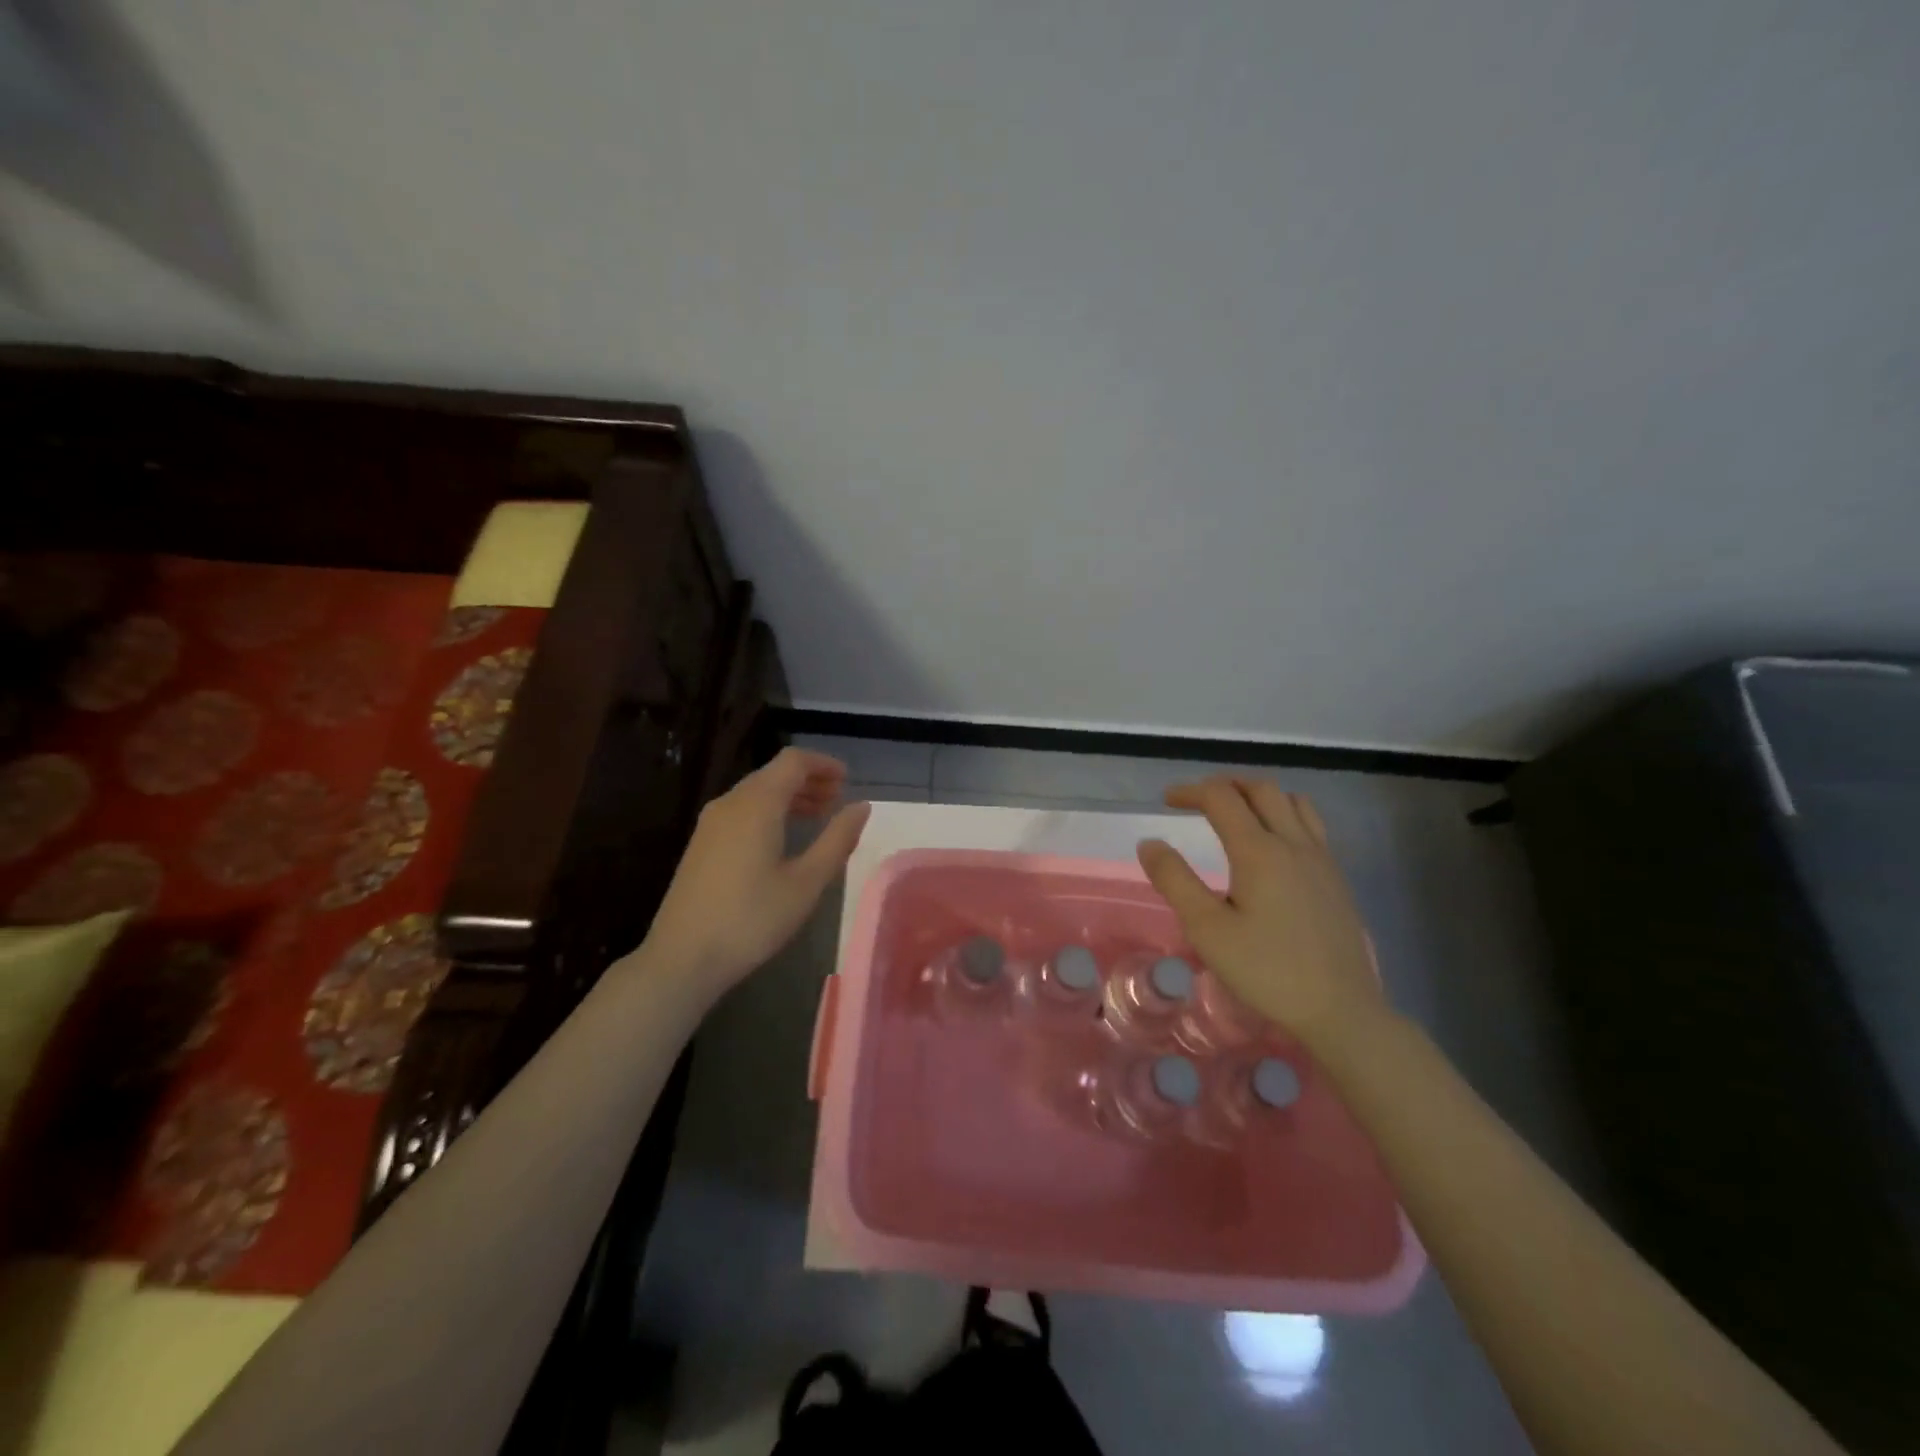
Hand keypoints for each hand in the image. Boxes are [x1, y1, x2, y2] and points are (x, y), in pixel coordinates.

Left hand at [641, 748, 869, 993]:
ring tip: (818, 816)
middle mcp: (731, 803)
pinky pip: (742, 810)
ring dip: (790, 796)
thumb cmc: (752, 919)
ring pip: (757, 792)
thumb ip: (837, 839)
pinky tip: (783, 838)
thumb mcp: (806, 882)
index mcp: (757, 804)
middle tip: (838, 800)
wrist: (682, 958)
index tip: (848, 780)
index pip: (793, 761)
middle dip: (809, 780)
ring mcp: (711, 823)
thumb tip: (862, 806)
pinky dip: (770, 811)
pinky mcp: (702, 844)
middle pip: (774, 773)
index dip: (823, 764)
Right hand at [1137, 776, 1385, 1053]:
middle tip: (1197, 800)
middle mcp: (1294, 843)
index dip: (1191, 791)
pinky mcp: (1336, 878)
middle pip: (1261, 789)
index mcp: (1259, 851)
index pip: (1222, 798)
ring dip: (1258, 795)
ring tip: (1236, 811)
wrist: (1340, 1011)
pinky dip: (1284, 813)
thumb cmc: (1267, 970)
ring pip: (1292, 802)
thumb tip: (1150, 843)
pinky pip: (1311, 824)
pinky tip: (1274, 843)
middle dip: (1225, 785)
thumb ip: (1175, 880)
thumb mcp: (1207, 929)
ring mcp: (1321, 859)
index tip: (1167, 800)